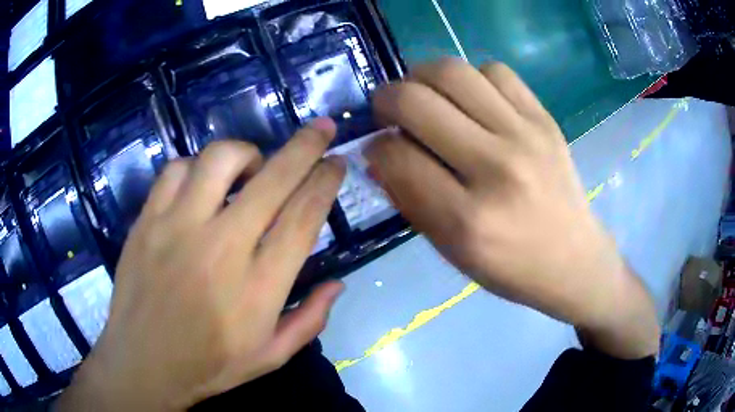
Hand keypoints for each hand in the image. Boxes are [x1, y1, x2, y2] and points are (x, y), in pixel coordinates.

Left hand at [56, 119, 345, 410]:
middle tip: (321, 128)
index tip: (337, 162)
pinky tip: (199, 184)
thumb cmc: (209, 366)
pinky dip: (194, 167)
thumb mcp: (270, 356)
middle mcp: (221, 248)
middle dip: (305, 146)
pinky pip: (175, 171)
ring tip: (249, 168)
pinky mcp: (147, 222)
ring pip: (218, 159)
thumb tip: (338, 284)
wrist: (143, 364)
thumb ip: (309, 320)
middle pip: (273, 178)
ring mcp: (177, 228)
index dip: (325, 183)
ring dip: (245, 153)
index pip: (303, 218)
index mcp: (259, 287)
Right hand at [366, 59, 658, 358]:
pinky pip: (496, 71)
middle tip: (388, 109)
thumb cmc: (510, 268)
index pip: (396, 156)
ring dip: (423, 76)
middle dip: (387, 99)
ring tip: (424, 94)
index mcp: (467, 219)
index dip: (376, 145)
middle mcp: (496, 169)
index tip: (378, 146)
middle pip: (417, 101)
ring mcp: (526, 136)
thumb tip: (379, 152)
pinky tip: (472, 99)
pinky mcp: (545, 119)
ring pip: (454, 72)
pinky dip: (472, 78)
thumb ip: (409, 199)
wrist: (573, 260)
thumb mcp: (451, 251)